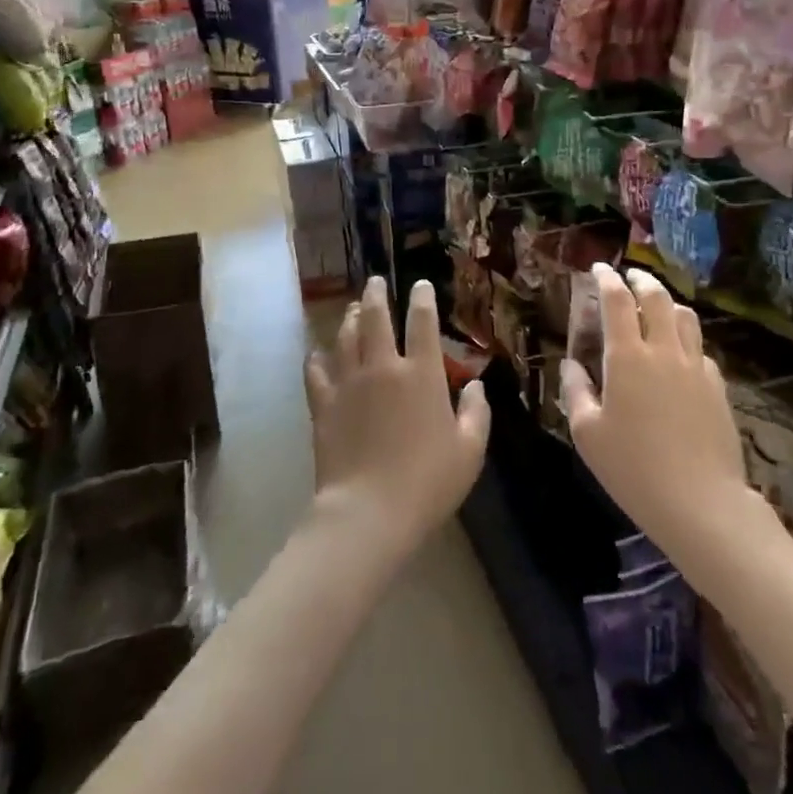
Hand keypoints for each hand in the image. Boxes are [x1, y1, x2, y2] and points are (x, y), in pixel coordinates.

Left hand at [304, 276, 490, 556]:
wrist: (368, 511)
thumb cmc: (428, 483)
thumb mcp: (470, 451)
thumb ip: (476, 413)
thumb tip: (475, 385)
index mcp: (422, 375)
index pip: (423, 323)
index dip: (422, 299)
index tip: (420, 284)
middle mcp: (383, 367)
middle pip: (375, 317)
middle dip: (376, 294)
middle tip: (375, 282)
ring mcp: (349, 383)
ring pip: (345, 336)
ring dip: (349, 317)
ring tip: (351, 308)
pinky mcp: (323, 403)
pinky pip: (316, 370)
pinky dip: (317, 357)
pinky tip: (317, 353)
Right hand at [561, 266, 750, 555]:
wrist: (700, 503)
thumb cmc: (633, 468)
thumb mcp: (587, 433)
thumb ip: (575, 391)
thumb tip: (570, 365)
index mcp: (627, 357)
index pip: (617, 301)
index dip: (606, 279)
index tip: (598, 269)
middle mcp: (664, 351)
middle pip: (656, 297)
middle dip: (640, 280)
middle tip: (629, 277)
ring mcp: (696, 367)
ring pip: (686, 317)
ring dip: (668, 302)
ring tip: (657, 306)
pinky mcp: (718, 387)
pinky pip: (701, 349)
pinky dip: (686, 338)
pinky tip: (680, 354)